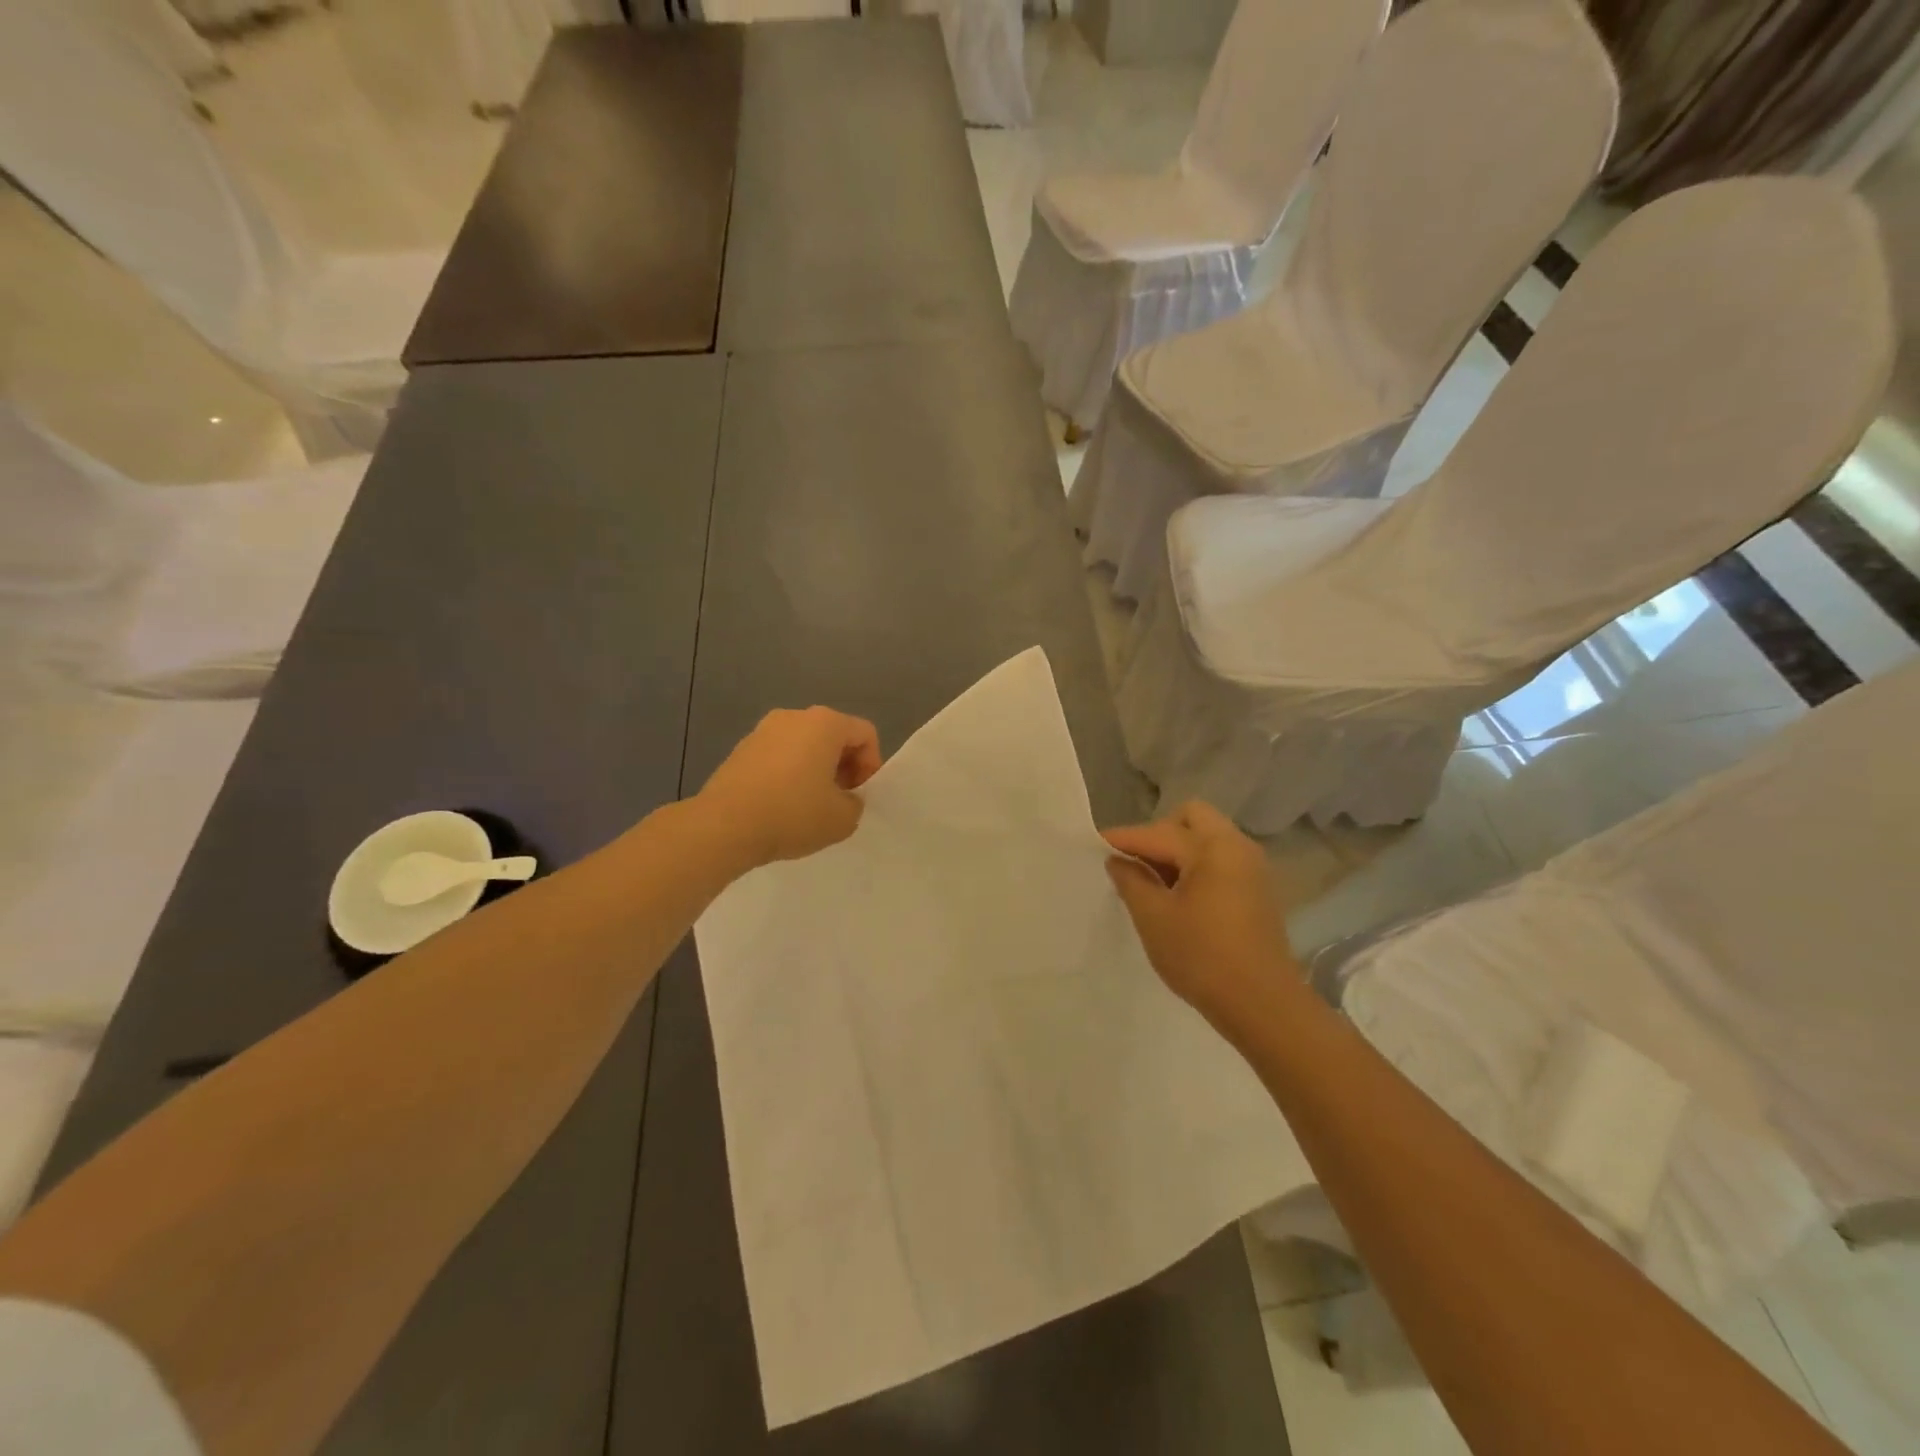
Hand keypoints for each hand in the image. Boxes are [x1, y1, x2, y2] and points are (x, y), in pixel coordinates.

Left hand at [696, 707, 882, 868]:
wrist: (723, 826)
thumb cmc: (792, 814)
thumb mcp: (843, 819)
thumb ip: (855, 804)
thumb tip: (844, 799)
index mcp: (825, 723)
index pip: (865, 734)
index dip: (871, 765)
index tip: (860, 795)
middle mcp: (794, 716)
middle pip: (833, 736)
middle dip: (843, 766)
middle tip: (840, 801)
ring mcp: (763, 731)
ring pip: (804, 746)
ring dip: (815, 770)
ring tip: (810, 806)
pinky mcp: (740, 749)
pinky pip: (778, 756)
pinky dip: (788, 774)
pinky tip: (781, 806)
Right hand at [1103, 801, 1299, 1033]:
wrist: (1263, 1005)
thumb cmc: (1202, 958)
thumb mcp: (1153, 918)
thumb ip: (1131, 881)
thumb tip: (1118, 860)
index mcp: (1212, 848)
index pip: (1158, 832)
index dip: (1123, 838)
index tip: (1095, 844)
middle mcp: (1237, 846)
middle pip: (1190, 818)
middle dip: (1158, 832)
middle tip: (1135, 862)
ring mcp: (1252, 868)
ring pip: (1207, 838)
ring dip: (1177, 850)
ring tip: (1152, 881)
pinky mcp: (1257, 890)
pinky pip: (1220, 859)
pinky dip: (1195, 865)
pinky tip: (1177, 895)